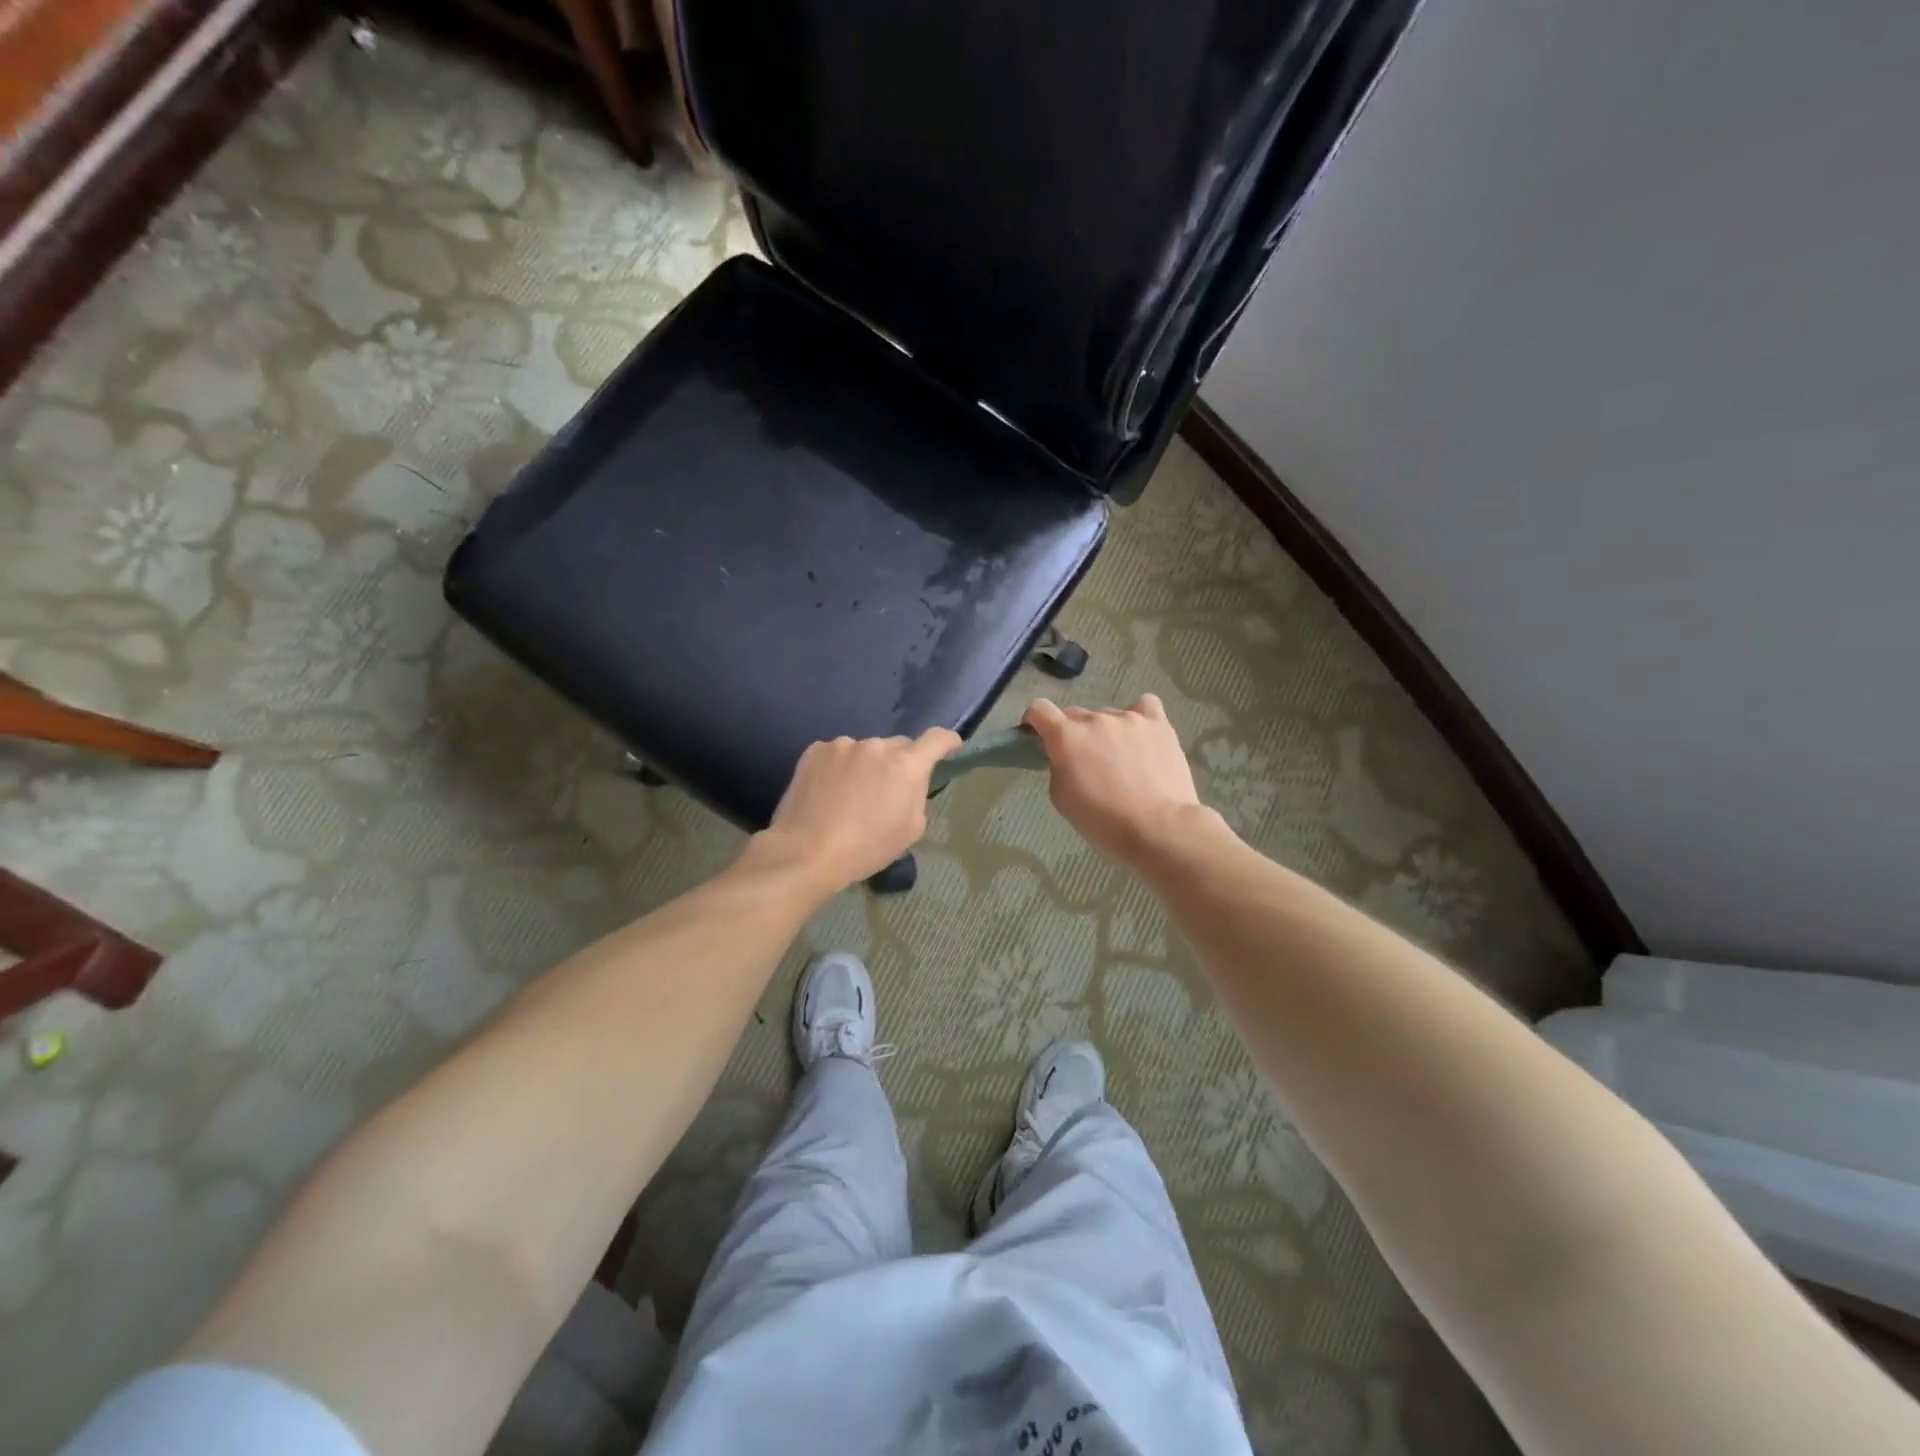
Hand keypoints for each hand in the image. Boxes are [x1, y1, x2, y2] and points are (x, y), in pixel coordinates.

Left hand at [757, 728, 961, 892]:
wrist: (806, 852)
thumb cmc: (866, 848)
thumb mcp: (910, 830)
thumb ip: (917, 795)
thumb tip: (909, 782)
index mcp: (906, 765)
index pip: (937, 739)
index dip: (947, 742)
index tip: (950, 747)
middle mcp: (877, 745)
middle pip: (897, 746)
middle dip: (898, 763)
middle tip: (886, 790)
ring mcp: (843, 745)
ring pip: (865, 751)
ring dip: (865, 765)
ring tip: (850, 796)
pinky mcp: (815, 750)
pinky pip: (837, 754)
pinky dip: (839, 768)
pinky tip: (828, 792)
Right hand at [1023, 696, 1207, 864]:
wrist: (1158, 828)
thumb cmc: (1103, 822)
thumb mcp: (1062, 799)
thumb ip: (1057, 768)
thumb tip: (1065, 757)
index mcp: (1067, 737)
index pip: (1039, 710)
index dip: (1034, 722)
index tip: (1038, 738)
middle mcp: (1096, 719)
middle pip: (1074, 714)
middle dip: (1072, 733)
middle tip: (1083, 761)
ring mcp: (1130, 718)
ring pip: (1107, 715)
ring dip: (1105, 732)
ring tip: (1120, 758)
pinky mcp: (1159, 724)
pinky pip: (1144, 706)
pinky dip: (1139, 717)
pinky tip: (1141, 735)